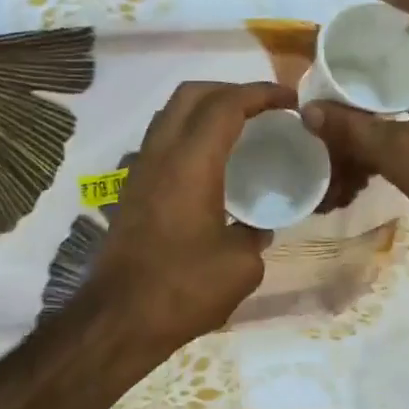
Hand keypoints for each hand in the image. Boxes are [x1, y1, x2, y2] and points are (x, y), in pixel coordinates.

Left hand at [86, 80, 292, 355]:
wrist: (119, 318)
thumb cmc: (183, 288)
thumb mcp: (240, 265)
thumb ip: (255, 235)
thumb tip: (256, 227)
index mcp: (191, 162)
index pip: (226, 105)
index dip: (261, 94)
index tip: (290, 101)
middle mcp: (161, 153)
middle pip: (191, 94)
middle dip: (230, 90)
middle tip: (263, 109)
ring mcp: (140, 169)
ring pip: (171, 114)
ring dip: (205, 109)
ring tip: (239, 129)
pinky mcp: (132, 190)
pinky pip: (162, 140)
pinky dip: (190, 134)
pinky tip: (212, 165)